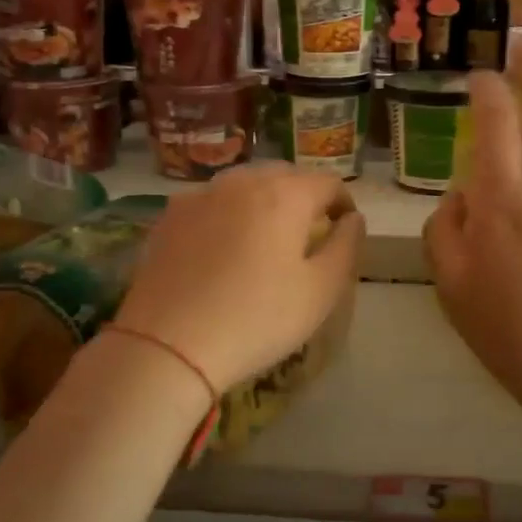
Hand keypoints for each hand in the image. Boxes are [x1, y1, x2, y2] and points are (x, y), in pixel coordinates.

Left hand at [115, 162, 363, 391]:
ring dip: (263, 200)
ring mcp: (199, 196)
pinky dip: (227, 213)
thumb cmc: (257, 319)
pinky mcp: (168, 217)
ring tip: (265, 236)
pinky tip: (222, 247)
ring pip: (243, 184)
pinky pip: (210, 202)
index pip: (327, 182)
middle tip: (307, 232)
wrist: (168, 346)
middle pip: (284, 175)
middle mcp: (241, 182)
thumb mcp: (320, 291)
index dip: (343, 203)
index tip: (344, 229)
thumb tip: (353, 219)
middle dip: (302, 196)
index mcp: (284, 195)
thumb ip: (346, 246)